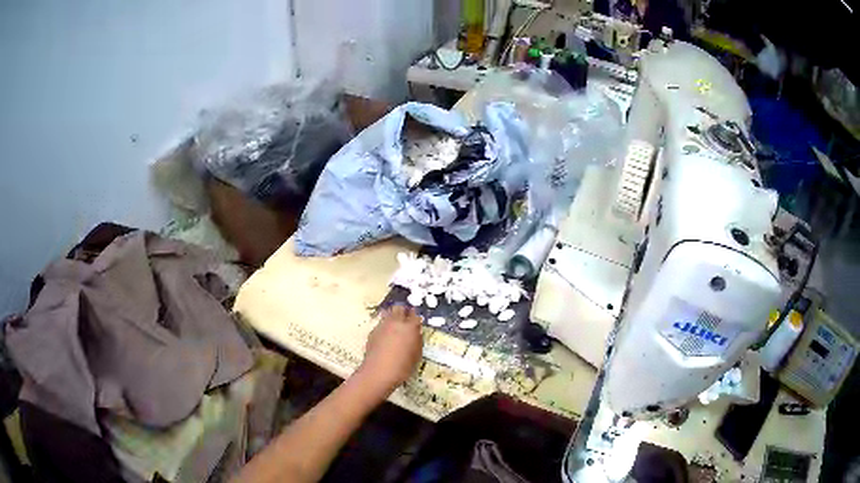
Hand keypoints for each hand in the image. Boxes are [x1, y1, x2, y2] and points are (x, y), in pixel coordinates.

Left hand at [357, 305, 422, 396]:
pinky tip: (386, 338)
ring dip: (393, 317)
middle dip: (403, 311)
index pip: (415, 315)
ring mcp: (382, 326)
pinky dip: (385, 327)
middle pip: (399, 307)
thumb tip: (416, 334)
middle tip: (406, 320)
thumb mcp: (416, 355)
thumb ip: (417, 341)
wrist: (378, 372)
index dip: (416, 317)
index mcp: (409, 327)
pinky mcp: (373, 332)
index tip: (416, 321)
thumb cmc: (402, 367)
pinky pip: (381, 324)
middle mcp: (395, 322)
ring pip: (388, 313)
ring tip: (395, 328)